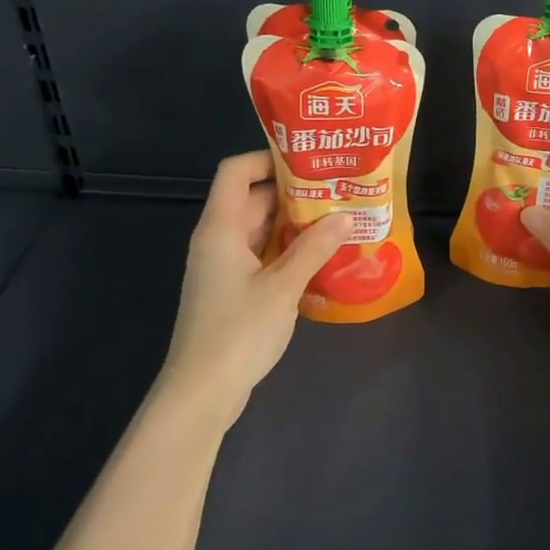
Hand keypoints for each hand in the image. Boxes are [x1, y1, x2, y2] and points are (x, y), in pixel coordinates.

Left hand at [157, 151, 352, 421]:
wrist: (202, 391)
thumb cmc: (238, 332)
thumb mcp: (282, 287)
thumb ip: (314, 248)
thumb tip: (346, 215)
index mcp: (221, 228)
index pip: (236, 172)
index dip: (268, 159)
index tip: (309, 162)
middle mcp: (218, 240)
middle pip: (252, 200)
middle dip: (294, 193)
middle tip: (338, 191)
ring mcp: (223, 267)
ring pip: (260, 230)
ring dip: (294, 225)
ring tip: (338, 221)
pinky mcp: (231, 290)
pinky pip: (261, 256)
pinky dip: (287, 251)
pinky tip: (320, 259)